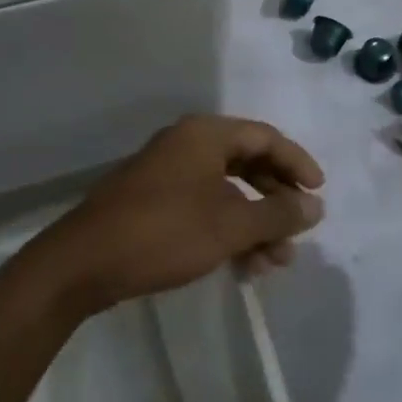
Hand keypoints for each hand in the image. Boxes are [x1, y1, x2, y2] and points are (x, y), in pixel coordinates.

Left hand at [37, 115, 324, 315]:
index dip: (297, 163)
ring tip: (273, 264)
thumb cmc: (163, 232)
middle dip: (275, 201)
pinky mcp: (155, 201)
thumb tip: (316, 206)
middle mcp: (188, 144)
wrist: (83, 263)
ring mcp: (169, 172)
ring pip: (227, 190)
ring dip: (254, 223)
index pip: (265, 137)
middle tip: (296, 235)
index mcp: (206, 134)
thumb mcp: (229, 225)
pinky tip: (242, 266)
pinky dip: (228, 230)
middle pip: (248, 163)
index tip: (318, 194)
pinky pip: (205, 206)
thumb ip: (276, 214)